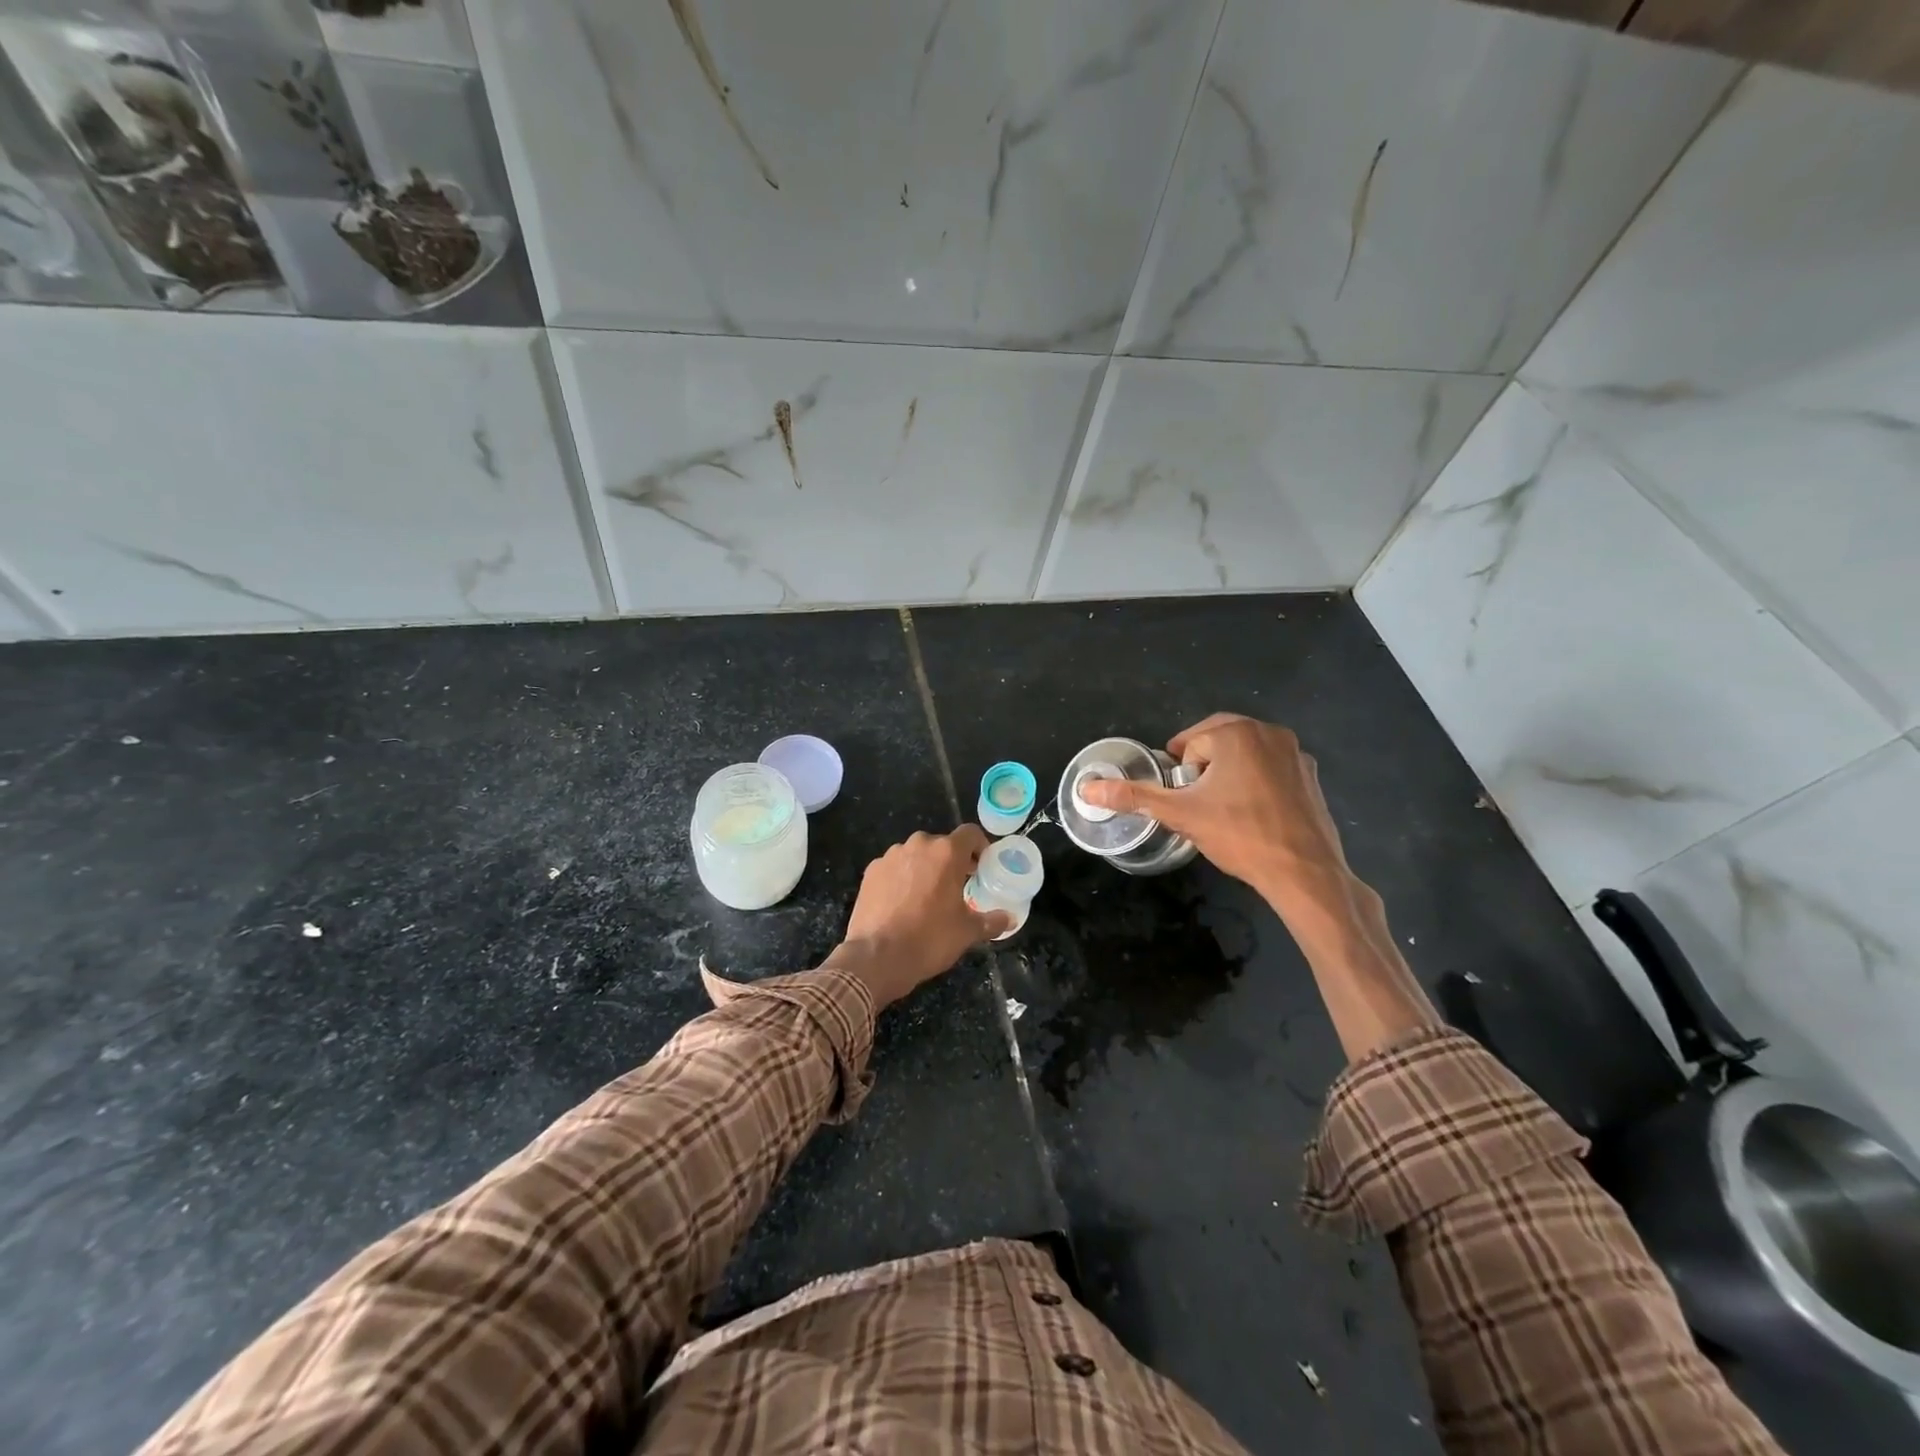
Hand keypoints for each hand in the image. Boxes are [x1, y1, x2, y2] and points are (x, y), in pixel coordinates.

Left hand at [829, 825, 1011, 1008]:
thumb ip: (991, 921)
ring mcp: (891, 856)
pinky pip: (894, 867)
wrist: (877, 957)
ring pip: (916, 855)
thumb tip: (1009, 919)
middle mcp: (918, 845)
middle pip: (942, 844)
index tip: (982, 867)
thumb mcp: (967, 932)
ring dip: (925, 868)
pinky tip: (902, 903)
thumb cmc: (930, 939)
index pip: (970, 833)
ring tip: (927, 897)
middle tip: (957, 886)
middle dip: (952, 861)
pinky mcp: (871, 871)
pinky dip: (902, 878)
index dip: (980, 847)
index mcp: (946, 853)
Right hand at [1075, 714, 1351, 910]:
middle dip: (1203, 770)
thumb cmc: (1239, 835)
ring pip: (1246, 754)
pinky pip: (1272, 769)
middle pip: (1218, 742)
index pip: (1190, 744)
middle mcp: (1269, 731)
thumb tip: (1086, 789)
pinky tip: (1256, 816)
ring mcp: (1296, 753)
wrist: (1303, 872)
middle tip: (1200, 805)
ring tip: (1226, 812)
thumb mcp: (1180, 814)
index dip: (1182, 774)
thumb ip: (1133, 797)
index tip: (1186, 801)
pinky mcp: (1312, 776)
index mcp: (1236, 732)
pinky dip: (1258, 784)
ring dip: (1230, 774)